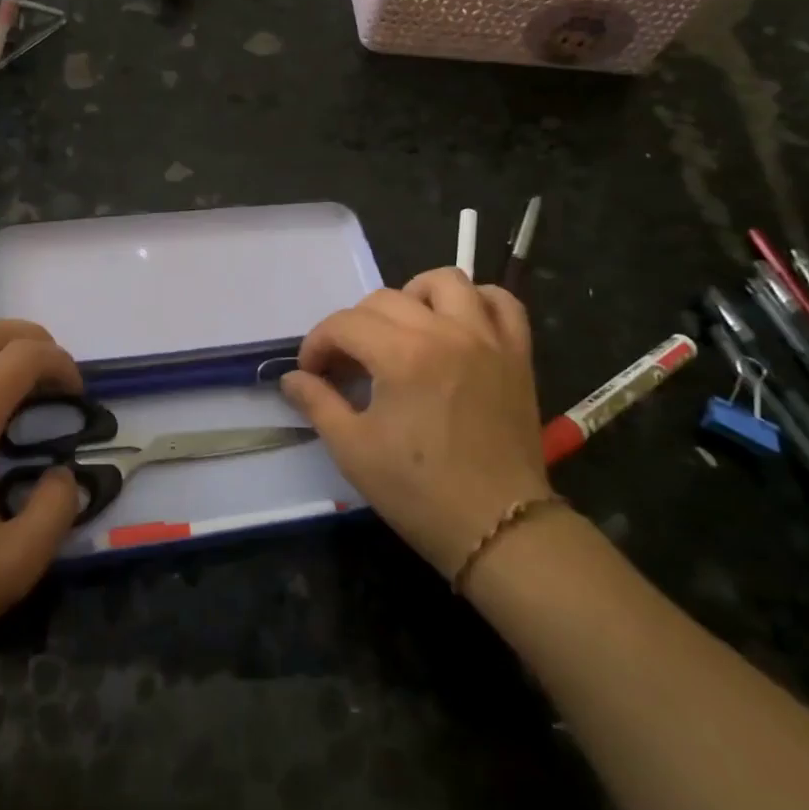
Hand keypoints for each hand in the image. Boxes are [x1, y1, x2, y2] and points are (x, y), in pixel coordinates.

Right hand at [281, 269, 551, 577]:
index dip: (318, 344)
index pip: (345, 324)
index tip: (311, 373)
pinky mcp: (516, 353)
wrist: (498, 527)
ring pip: (446, 282)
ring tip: (402, 329)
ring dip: (414, 296)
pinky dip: (477, 301)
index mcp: (402, 355)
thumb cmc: (419, 491)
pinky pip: (502, 303)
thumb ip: (318, 403)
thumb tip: (292, 378)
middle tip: (348, 363)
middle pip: (384, 299)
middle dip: (354, 326)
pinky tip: (458, 323)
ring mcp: (487, 339)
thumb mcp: (353, 450)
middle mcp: (445, 332)